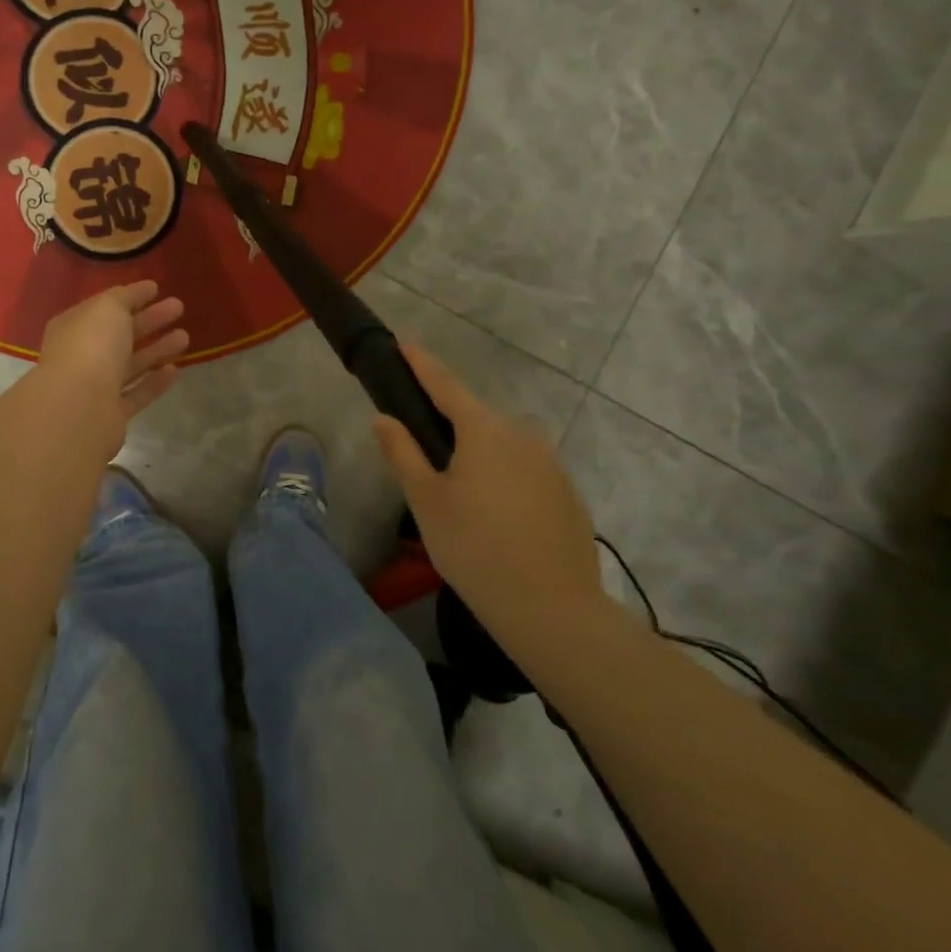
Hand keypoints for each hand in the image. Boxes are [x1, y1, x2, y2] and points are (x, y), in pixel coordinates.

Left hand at [36, 280, 187, 422]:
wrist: (78, 408)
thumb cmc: (91, 347)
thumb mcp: (109, 308)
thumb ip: (124, 297)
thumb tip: (137, 292)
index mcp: (73, 326)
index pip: (104, 307)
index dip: (130, 296)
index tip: (157, 288)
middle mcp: (81, 355)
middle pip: (119, 334)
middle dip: (149, 320)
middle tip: (179, 307)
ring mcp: (95, 387)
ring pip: (130, 364)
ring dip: (156, 349)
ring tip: (186, 337)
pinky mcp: (111, 414)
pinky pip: (136, 393)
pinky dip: (154, 382)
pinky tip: (174, 370)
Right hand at [372, 343, 603, 623]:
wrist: (552, 608)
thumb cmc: (474, 547)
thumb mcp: (426, 501)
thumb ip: (403, 453)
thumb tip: (383, 419)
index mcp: (484, 430)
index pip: (446, 385)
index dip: (422, 363)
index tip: (405, 343)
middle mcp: (523, 434)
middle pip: (476, 417)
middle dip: (449, 421)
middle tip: (422, 446)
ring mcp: (551, 463)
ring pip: (503, 445)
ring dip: (477, 453)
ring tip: (458, 491)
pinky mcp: (567, 492)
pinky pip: (525, 469)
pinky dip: (503, 477)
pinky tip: (494, 514)